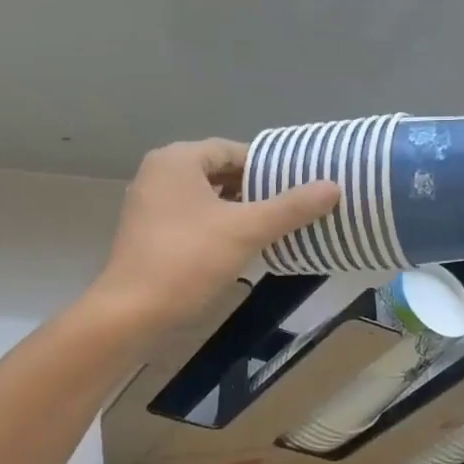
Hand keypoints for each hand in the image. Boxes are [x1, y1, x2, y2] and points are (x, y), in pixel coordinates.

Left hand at [87, 139, 339, 333]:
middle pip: (219, 172)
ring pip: (206, 197)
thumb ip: (290, 207)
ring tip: (275, 227)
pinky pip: (191, 217)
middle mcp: (159, 173)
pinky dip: (217, 225)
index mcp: (177, 159)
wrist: (130, 312)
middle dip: (255, 190)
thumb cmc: (187, 260)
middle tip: (292, 207)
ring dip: (238, 210)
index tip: (299, 186)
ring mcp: (149, 203)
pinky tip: (241, 247)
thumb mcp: (246, 230)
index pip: (233, 151)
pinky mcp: (147, 231)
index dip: (268, 167)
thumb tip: (333, 186)